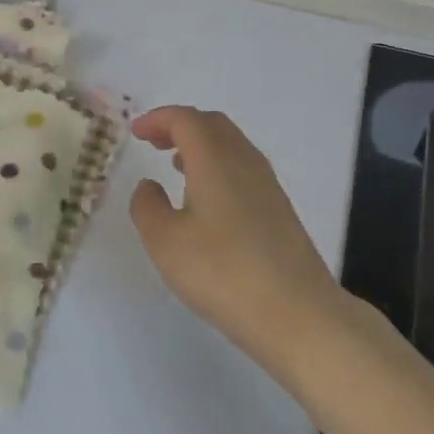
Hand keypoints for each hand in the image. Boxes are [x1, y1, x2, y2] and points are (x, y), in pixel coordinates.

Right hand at [129, 106, 339, 364]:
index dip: (158, 119)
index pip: (185, 119)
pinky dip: (218, 165)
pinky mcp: (279, 210)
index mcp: (214, 159)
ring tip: (176, 165)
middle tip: (154, 142)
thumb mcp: (165, 241)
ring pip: (231, 145)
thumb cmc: (223, 272)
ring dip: (201, 145)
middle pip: (212, 124)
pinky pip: (243, 168)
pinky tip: (207, 198)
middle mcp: (244, 162)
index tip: (135, 132)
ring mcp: (267, 185)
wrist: (298, 315)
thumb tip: (149, 185)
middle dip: (180, 125)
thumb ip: (147, 206)